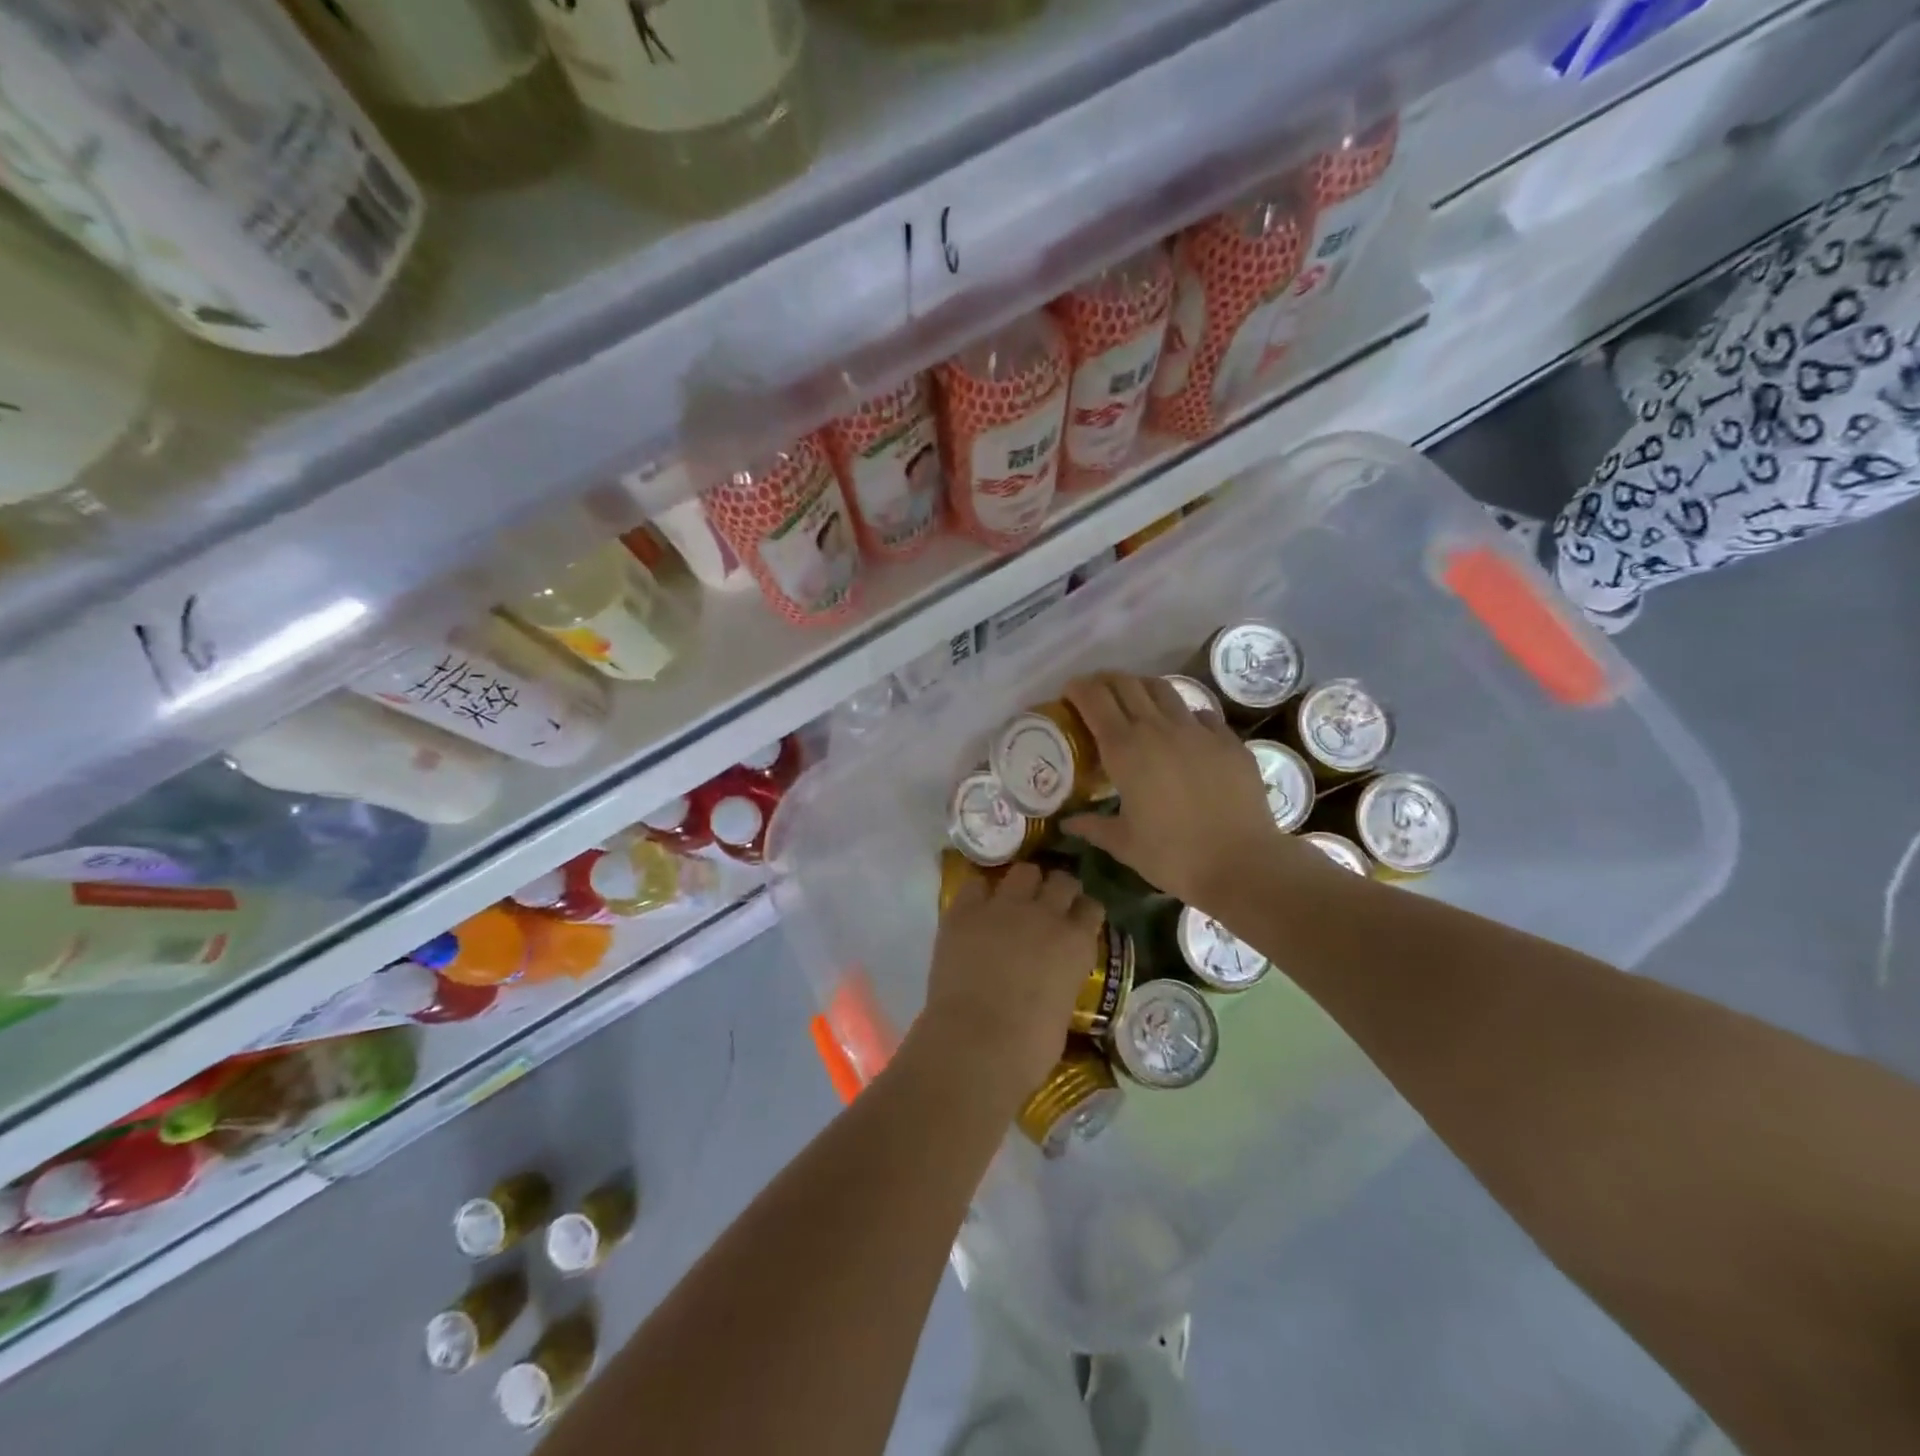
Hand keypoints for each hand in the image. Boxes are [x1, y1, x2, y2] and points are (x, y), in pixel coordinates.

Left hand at [919, 863, 1105, 1105]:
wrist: (976, 1043)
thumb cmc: (1028, 1047)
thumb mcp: (1063, 1009)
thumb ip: (1062, 979)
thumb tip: (1052, 977)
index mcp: (1076, 943)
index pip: (1091, 908)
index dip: (1083, 912)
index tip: (1077, 918)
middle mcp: (1045, 914)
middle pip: (1061, 881)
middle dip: (1058, 889)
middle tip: (1047, 904)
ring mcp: (1004, 907)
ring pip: (1023, 872)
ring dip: (1023, 883)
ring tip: (1014, 898)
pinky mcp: (965, 911)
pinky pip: (976, 884)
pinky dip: (979, 893)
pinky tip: (977, 907)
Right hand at [1061, 672, 1290, 914]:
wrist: (1242, 863)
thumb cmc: (1173, 856)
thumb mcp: (1124, 844)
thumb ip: (1093, 827)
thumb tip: (1068, 823)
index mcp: (1124, 749)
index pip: (1094, 699)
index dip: (1078, 689)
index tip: (1069, 693)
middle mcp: (1158, 728)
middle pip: (1126, 684)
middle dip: (1106, 681)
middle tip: (1097, 694)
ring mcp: (1197, 730)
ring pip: (1163, 689)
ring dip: (1142, 688)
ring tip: (1136, 702)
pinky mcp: (1228, 739)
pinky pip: (1200, 713)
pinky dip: (1183, 713)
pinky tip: (1183, 730)